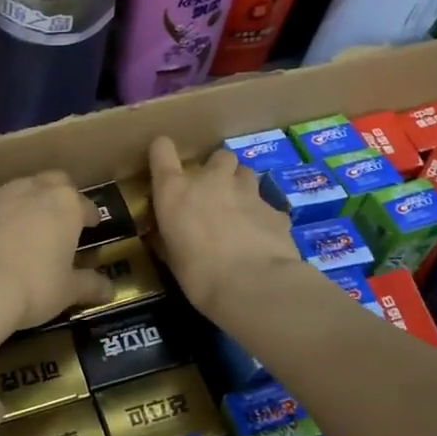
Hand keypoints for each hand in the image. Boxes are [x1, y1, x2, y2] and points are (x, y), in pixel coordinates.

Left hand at [0, 172, 111, 331]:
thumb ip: (89, 285)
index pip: (84, 203)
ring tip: (14, 236)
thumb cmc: (31, 287)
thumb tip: (110, 289)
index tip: (90, 226)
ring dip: (16, 208)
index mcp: (62, 204)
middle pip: (49, 182)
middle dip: (55, 197)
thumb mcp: (67, 292)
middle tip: (55, 222)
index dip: (89, 215)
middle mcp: (28, 189)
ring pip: (10, 193)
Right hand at [148, 137, 300, 319]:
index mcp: (175, 190)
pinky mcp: (274, 209)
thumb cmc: (199, 276)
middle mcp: (210, 180)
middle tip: (214, 195)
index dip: (163, 152)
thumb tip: (165, 236)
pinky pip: (267, 205)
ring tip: (240, 212)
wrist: (254, 286)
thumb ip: (168, 239)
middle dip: (217, 171)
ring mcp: (246, 191)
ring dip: (241, 187)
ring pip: (245, 174)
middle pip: (218, 156)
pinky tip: (263, 237)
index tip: (165, 164)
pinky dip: (263, 216)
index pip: (161, 149)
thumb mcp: (172, 258)